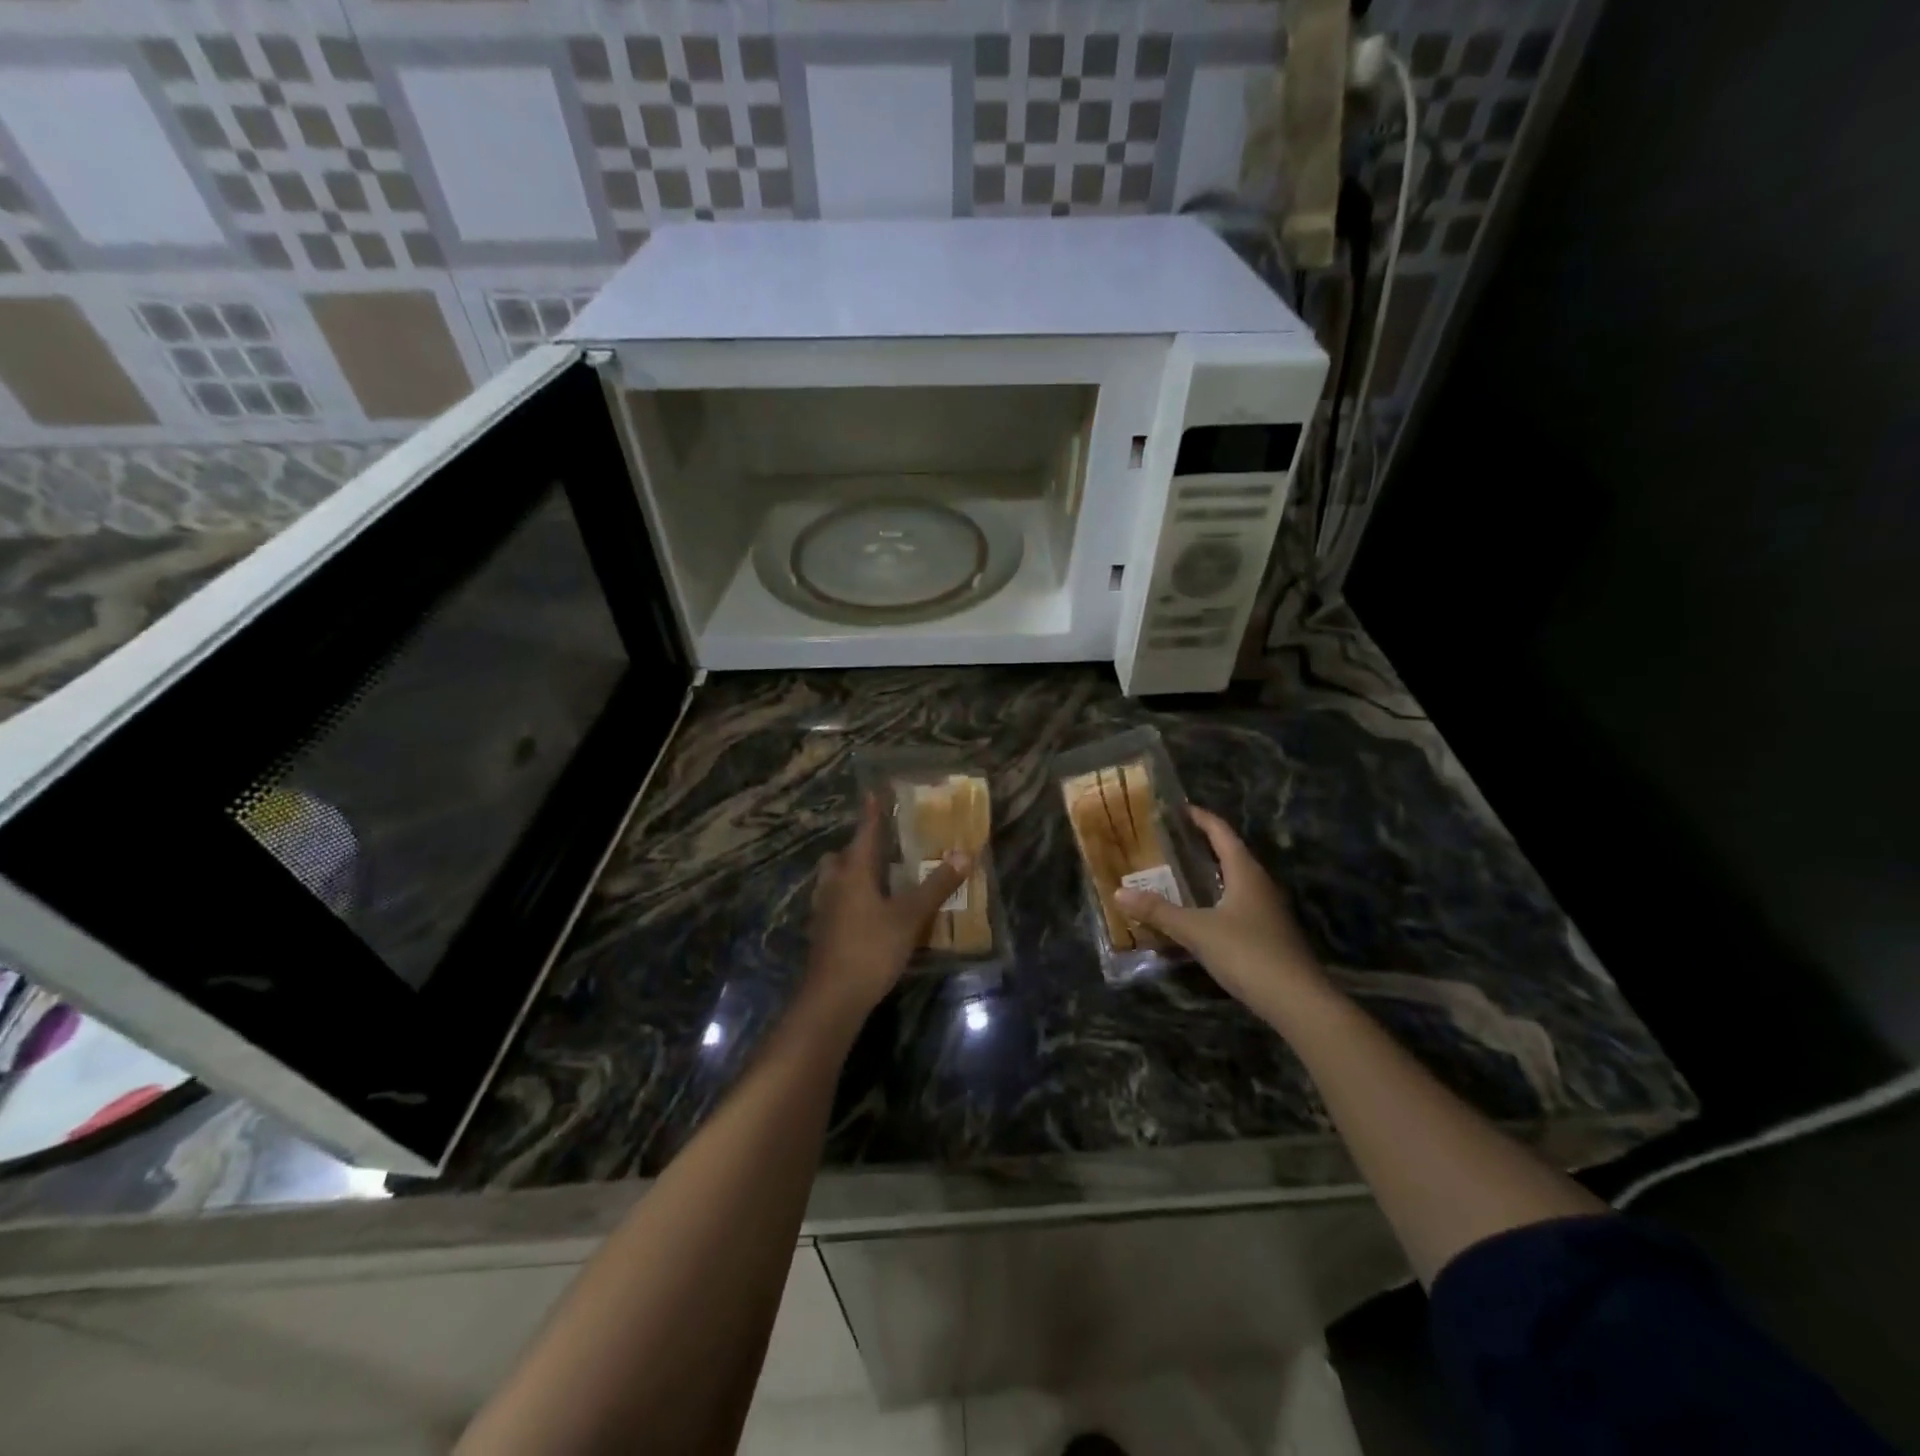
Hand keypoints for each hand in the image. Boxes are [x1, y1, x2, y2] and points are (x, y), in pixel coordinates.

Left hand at [801, 795, 969, 1033]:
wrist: (833, 998)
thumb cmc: (871, 948)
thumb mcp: (910, 916)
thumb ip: (936, 886)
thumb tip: (964, 854)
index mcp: (853, 872)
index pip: (864, 832)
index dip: (872, 812)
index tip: (874, 792)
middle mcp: (834, 884)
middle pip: (842, 856)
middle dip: (858, 847)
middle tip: (882, 846)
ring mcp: (824, 910)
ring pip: (835, 880)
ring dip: (852, 874)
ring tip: (877, 878)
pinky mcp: (823, 933)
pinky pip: (835, 903)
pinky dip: (850, 898)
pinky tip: (868, 912)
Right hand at [1114, 806, 1328, 1024]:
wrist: (1297, 1002)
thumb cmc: (1247, 953)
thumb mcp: (1196, 930)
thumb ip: (1158, 911)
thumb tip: (1119, 891)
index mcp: (1245, 873)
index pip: (1222, 833)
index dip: (1202, 818)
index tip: (1180, 808)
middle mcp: (1260, 885)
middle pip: (1231, 854)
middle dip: (1203, 844)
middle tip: (1172, 840)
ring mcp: (1267, 912)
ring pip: (1235, 881)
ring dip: (1211, 873)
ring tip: (1180, 872)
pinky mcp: (1268, 935)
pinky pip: (1237, 905)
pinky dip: (1216, 899)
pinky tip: (1199, 913)